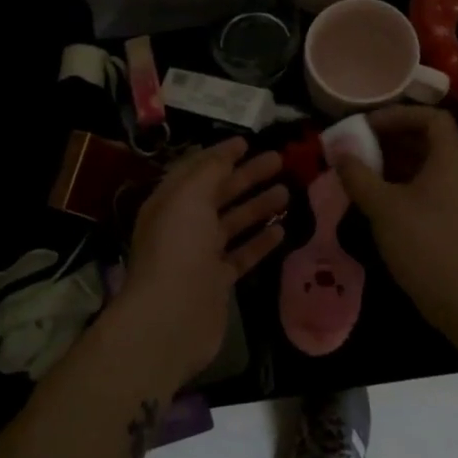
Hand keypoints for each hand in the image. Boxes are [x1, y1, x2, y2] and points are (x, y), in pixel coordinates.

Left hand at [118, 137, 287, 383]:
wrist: (170, 316)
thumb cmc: (178, 247)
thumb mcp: (189, 196)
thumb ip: (210, 170)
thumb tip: (226, 152)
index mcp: (170, 201)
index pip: (197, 169)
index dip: (221, 154)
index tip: (248, 141)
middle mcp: (183, 225)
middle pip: (219, 193)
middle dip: (247, 175)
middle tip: (279, 160)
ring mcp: (200, 255)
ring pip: (233, 222)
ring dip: (257, 206)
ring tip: (287, 190)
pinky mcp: (217, 281)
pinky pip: (241, 254)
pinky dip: (259, 242)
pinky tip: (281, 230)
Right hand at [332, 106, 457, 336]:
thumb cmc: (425, 243)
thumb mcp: (383, 206)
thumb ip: (358, 174)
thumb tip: (338, 150)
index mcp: (450, 158)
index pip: (432, 117)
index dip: (399, 114)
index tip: (367, 125)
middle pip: (427, 139)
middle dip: (389, 138)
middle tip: (356, 146)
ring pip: (424, 165)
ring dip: (392, 162)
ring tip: (359, 170)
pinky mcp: (452, 219)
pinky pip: (426, 187)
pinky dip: (400, 184)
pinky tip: (374, 198)